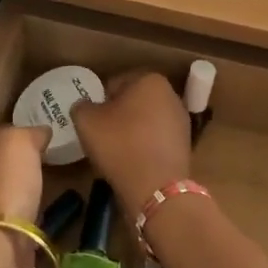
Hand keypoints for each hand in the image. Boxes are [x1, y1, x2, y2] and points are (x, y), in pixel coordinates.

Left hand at [0, 124, 50, 267]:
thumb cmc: (6, 182)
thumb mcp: (20, 141)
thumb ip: (30, 133)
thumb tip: (40, 134)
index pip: (0, 133)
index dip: (21, 133)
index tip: (45, 138)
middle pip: (1, 162)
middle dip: (22, 162)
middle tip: (52, 160)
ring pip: (7, 189)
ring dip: (25, 189)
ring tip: (51, 187)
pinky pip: (16, 215)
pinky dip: (27, 215)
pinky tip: (42, 215)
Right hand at [69, 72, 191, 222]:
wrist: (156, 188)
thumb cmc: (120, 144)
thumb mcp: (86, 121)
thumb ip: (81, 107)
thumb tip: (86, 107)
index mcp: (149, 79)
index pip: (115, 84)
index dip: (100, 101)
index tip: (93, 120)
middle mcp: (171, 94)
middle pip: (134, 101)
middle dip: (119, 114)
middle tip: (102, 134)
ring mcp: (181, 120)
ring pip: (147, 121)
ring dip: (133, 131)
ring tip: (117, 152)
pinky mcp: (186, 145)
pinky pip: (157, 140)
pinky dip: (145, 147)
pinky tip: (134, 162)